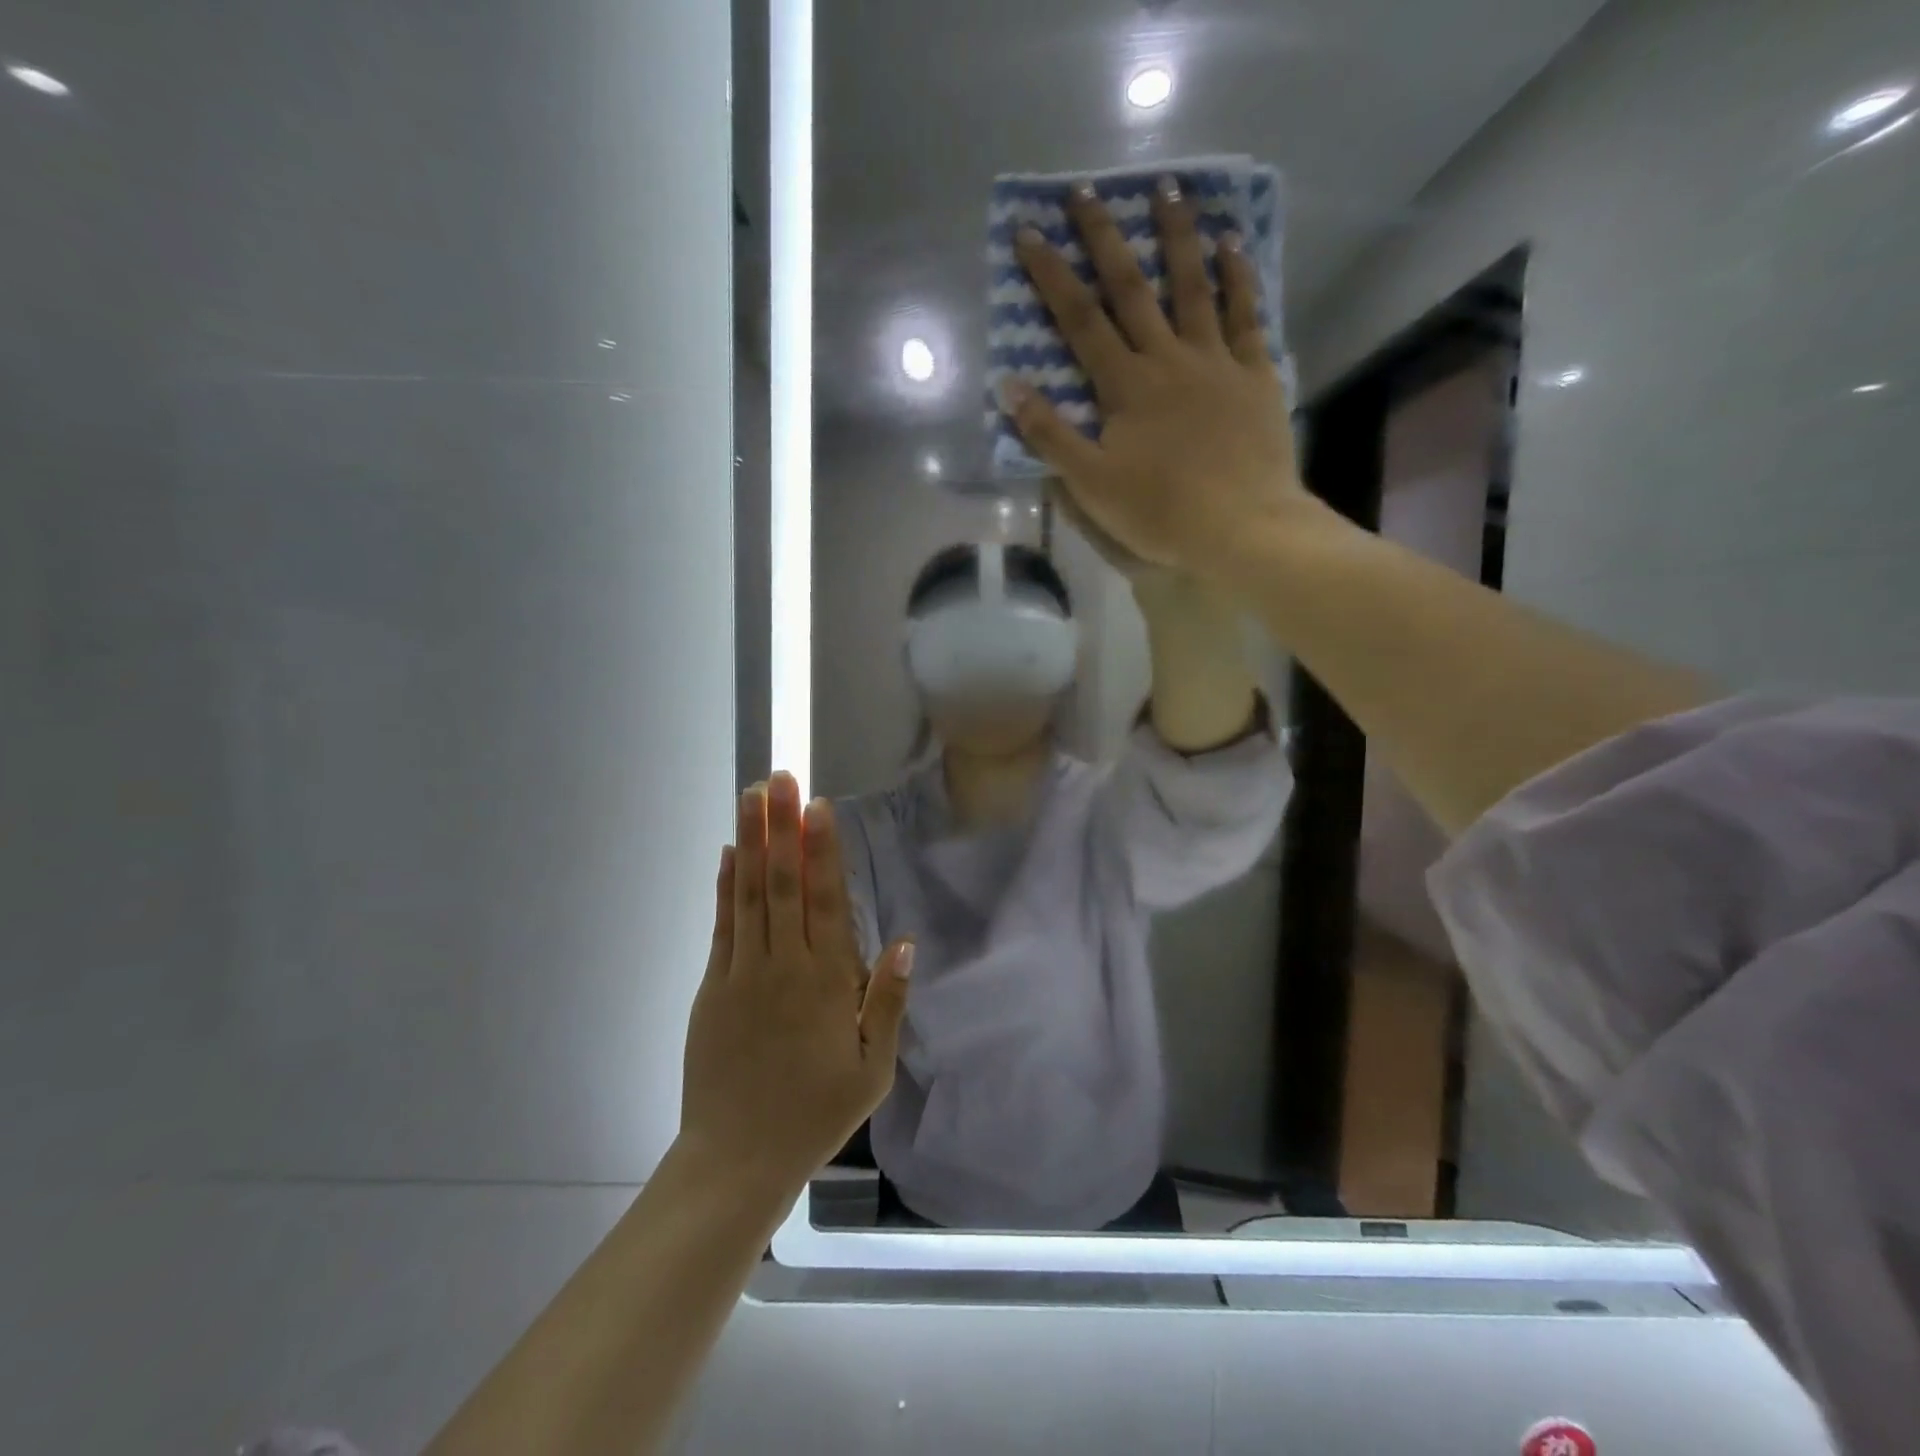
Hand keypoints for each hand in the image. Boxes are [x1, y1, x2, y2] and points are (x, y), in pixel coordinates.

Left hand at [679, 773, 913, 1192]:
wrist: (737, 1159)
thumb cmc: (816, 1113)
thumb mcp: (872, 1068)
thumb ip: (887, 1002)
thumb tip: (904, 942)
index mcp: (827, 982)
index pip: (827, 901)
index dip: (822, 850)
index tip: (817, 806)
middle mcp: (784, 966)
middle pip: (784, 884)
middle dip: (782, 826)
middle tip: (778, 777)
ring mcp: (742, 974)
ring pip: (749, 895)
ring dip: (751, 842)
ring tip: (751, 797)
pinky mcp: (712, 988)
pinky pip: (722, 927)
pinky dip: (725, 887)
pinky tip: (730, 854)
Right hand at [1001, 177, 1322, 573]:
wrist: (1242, 527)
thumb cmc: (1160, 511)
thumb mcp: (1090, 484)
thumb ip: (1050, 435)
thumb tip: (1011, 387)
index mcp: (1125, 386)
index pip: (1080, 320)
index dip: (1052, 276)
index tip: (1029, 232)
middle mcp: (1168, 358)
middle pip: (1132, 288)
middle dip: (1105, 238)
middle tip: (1086, 191)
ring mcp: (1217, 361)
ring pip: (1193, 287)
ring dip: (1177, 236)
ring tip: (1168, 188)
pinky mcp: (1255, 375)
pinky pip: (1248, 314)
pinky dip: (1240, 276)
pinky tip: (1232, 244)